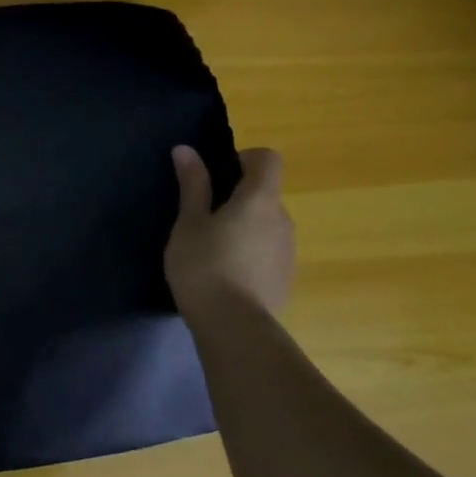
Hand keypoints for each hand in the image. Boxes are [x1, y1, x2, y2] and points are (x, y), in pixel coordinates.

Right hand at [164, 144, 295, 317]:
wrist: (233, 326)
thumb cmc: (204, 266)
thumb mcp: (189, 223)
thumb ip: (193, 185)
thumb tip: (186, 149)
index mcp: (260, 199)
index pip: (268, 159)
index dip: (244, 158)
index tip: (216, 176)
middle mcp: (282, 219)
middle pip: (265, 194)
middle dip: (237, 198)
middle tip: (202, 219)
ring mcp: (288, 250)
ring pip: (266, 225)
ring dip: (244, 228)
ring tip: (211, 251)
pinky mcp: (286, 278)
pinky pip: (268, 252)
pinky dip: (250, 254)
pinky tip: (225, 276)